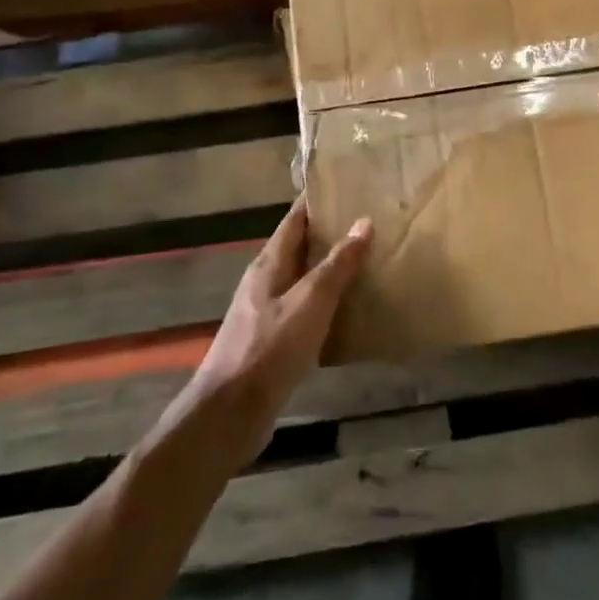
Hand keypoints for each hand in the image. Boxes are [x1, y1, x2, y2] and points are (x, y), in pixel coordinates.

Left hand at [180, 198, 372, 465]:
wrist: (229, 414)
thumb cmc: (270, 349)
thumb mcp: (310, 302)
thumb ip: (337, 264)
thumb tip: (364, 222)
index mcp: (269, 264)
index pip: (294, 220)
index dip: (317, 201)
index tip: (347, 185)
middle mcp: (265, 282)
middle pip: (299, 247)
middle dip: (329, 233)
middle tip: (369, 222)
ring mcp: (266, 313)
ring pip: (302, 279)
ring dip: (329, 269)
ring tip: (368, 262)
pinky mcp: (272, 342)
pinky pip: (304, 310)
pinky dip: (327, 303)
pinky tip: (349, 312)